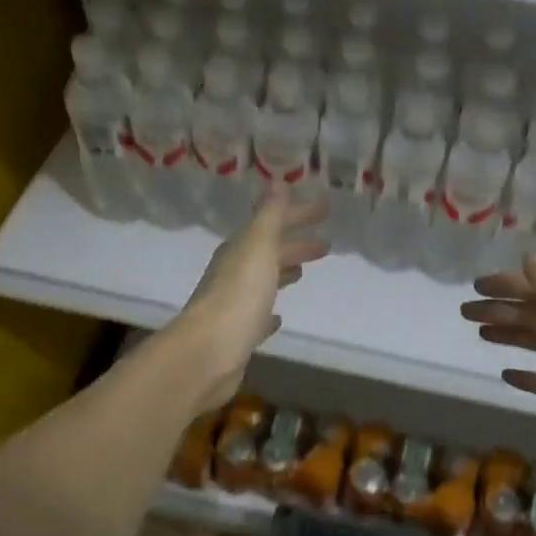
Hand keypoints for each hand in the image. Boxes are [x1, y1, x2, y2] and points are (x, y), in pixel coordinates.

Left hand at [171, 186, 328, 409]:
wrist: (209, 353)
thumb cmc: (238, 297)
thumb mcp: (258, 248)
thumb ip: (269, 216)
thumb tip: (277, 181)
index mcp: (239, 250)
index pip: (272, 224)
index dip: (298, 215)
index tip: (326, 210)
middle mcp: (234, 274)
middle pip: (268, 252)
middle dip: (295, 244)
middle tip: (326, 244)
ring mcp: (235, 305)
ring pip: (264, 282)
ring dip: (283, 273)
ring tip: (303, 271)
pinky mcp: (239, 334)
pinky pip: (258, 316)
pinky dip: (269, 312)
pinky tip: (278, 317)